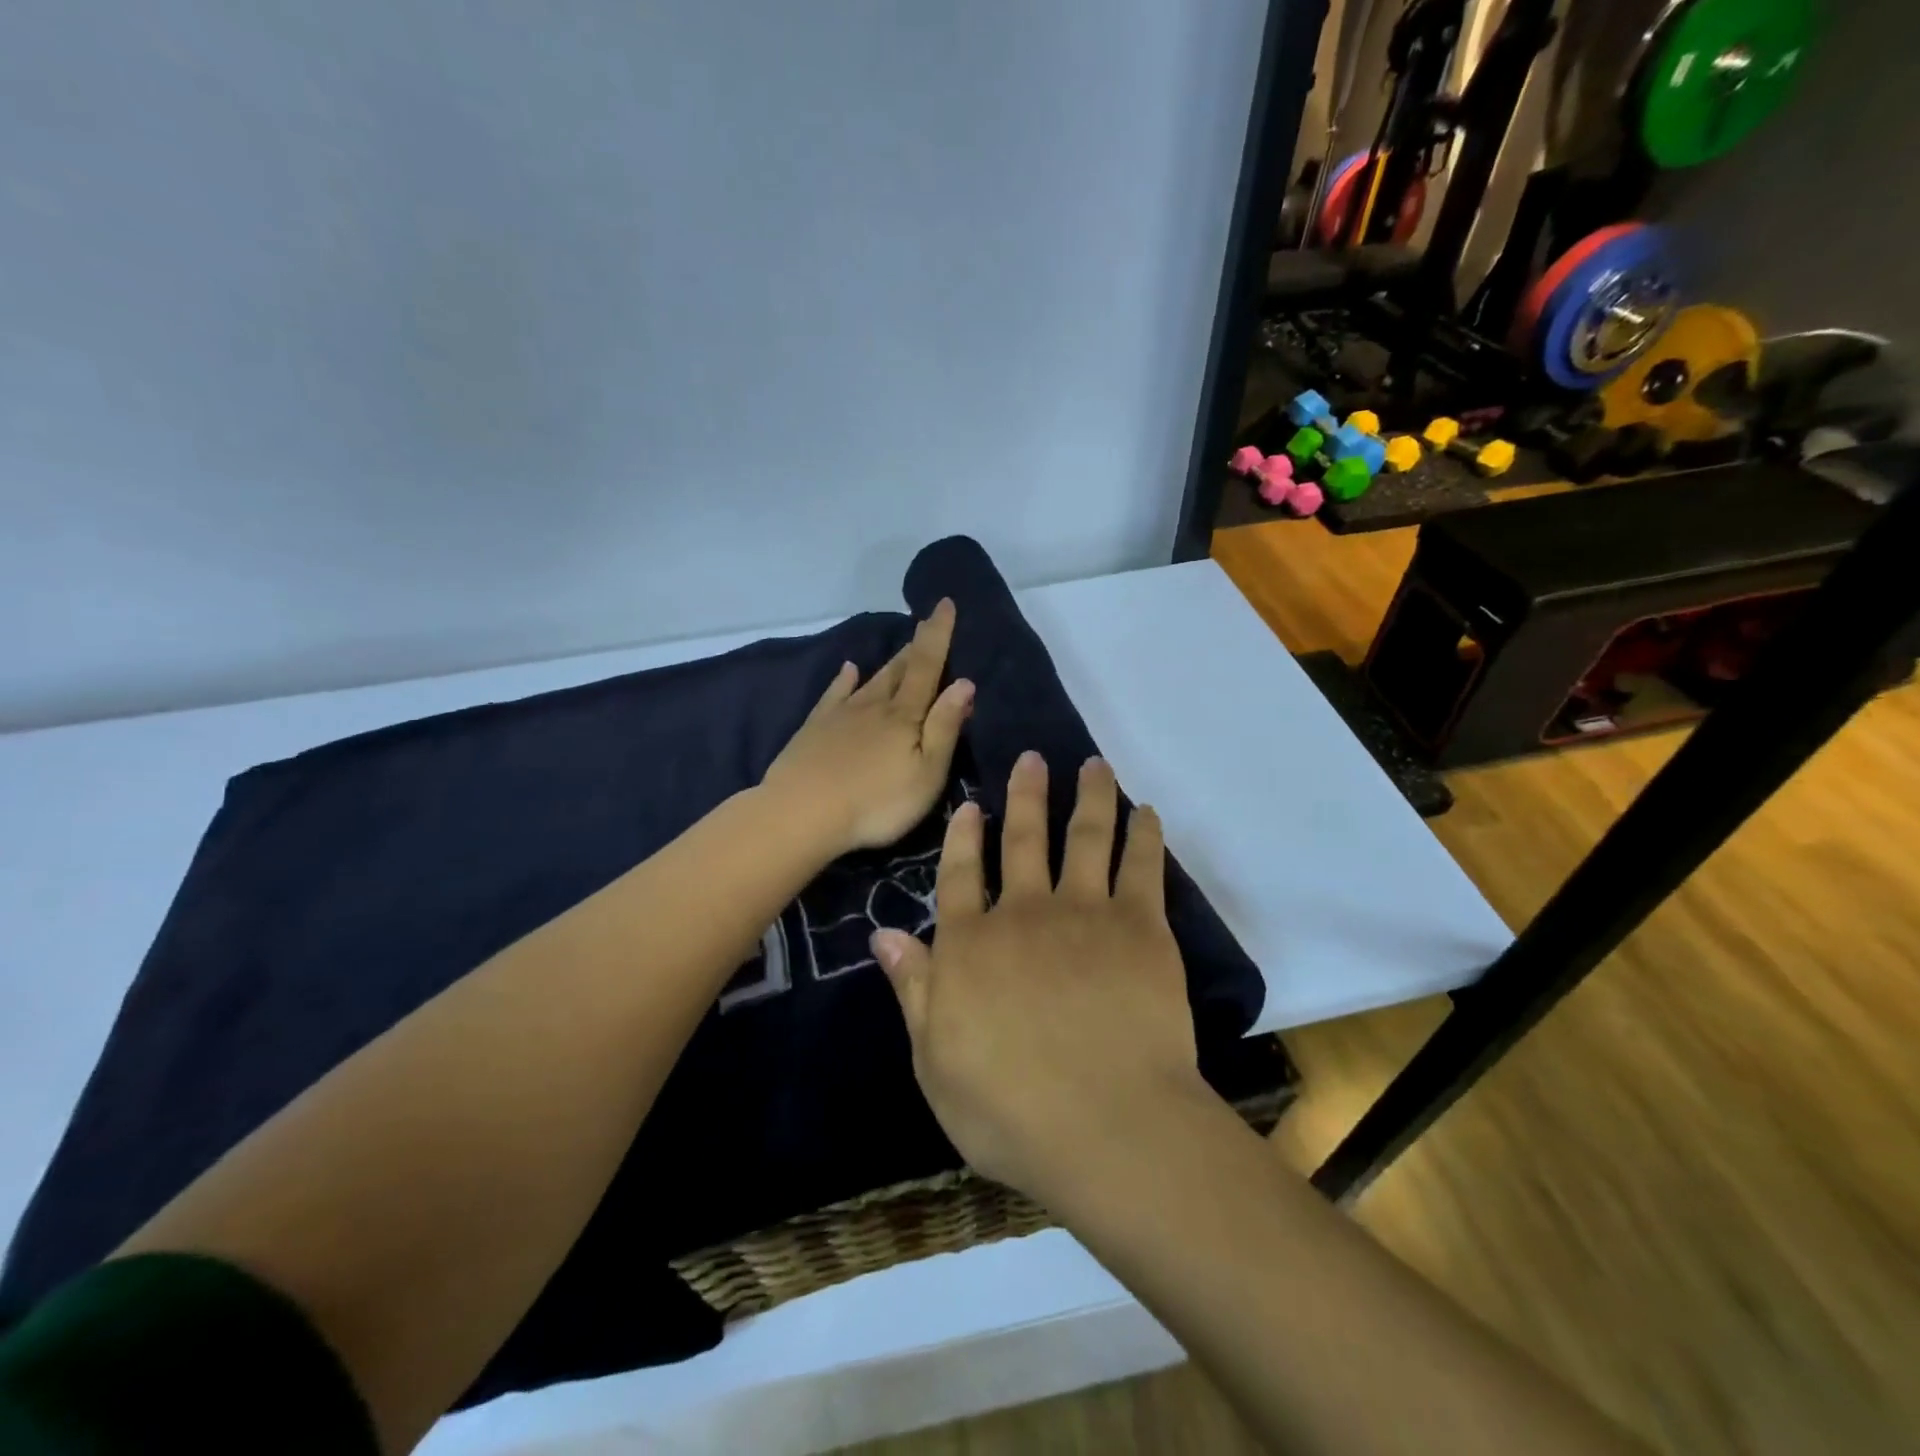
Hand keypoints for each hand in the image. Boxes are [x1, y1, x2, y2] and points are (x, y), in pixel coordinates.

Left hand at [763, 598, 974, 855]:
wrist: (802, 813)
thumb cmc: (876, 802)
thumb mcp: (926, 772)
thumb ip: (945, 727)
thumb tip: (965, 682)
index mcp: (904, 715)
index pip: (927, 666)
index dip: (938, 634)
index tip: (945, 602)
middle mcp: (873, 705)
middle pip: (899, 669)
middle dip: (916, 646)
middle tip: (927, 623)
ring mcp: (841, 714)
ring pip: (871, 680)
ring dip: (889, 662)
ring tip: (902, 646)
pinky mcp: (815, 728)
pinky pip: (834, 694)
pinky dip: (843, 679)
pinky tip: (847, 669)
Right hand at [870, 751, 1204, 1202]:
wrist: (1108, 1126)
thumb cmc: (1011, 1111)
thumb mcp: (935, 1062)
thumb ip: (914, 990)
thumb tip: (884, 933)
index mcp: (972, 945)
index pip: (960, 876)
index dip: (963, 837)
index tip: (972, 805)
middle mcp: (1024, 912)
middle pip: (1023, 840)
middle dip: (1025, 795)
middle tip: (1031, 758)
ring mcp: (1085, 913)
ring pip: (1085, 836)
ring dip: (1088, 796)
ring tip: (1093, 765)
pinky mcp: (1140, 926)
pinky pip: (1142, 865)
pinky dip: (1143, 834)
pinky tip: (1145, 812)